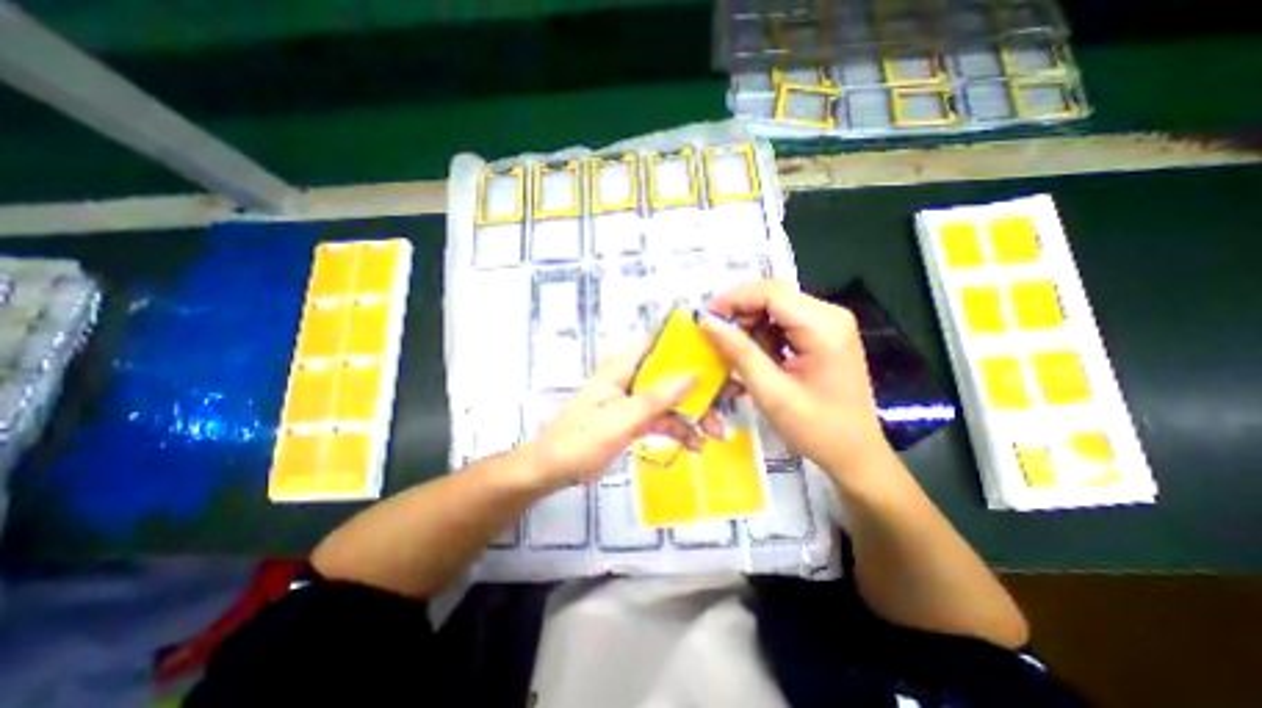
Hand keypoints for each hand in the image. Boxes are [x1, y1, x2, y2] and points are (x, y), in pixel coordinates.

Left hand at [524, 342, 700, 491]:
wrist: (553, 470)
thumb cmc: (581, 439)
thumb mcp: (622, 418)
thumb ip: (657, 397)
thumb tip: (694, 373)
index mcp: (622, 367)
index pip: (657, 342)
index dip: (686, 342)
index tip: (717, 350)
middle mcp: (630, 378)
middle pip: (671, 373)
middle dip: (700, 387)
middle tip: (729, 399)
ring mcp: (633, 400)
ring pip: (671, 399)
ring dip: (693, 415)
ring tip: (716, 434)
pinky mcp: (634, 419)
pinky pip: (663, 419)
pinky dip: (679, 430)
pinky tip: (695, 446)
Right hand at [700, 280, 897, 482]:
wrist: (854, 453)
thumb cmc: (816, 428)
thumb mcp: (771, 392)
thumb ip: (739, 352)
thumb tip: (706, 321)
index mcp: (823, 326)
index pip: (771, 292)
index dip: (734, 298)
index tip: (706, 318)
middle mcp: (829, 315)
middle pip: (774, 295)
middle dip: (741, 312)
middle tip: (717, 338)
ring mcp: (829, 324)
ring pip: (776, 307)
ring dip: (750, 325)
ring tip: (736, 352)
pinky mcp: (823, 335)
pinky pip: (784, 322)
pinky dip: (763, 334)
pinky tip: (756, 357)